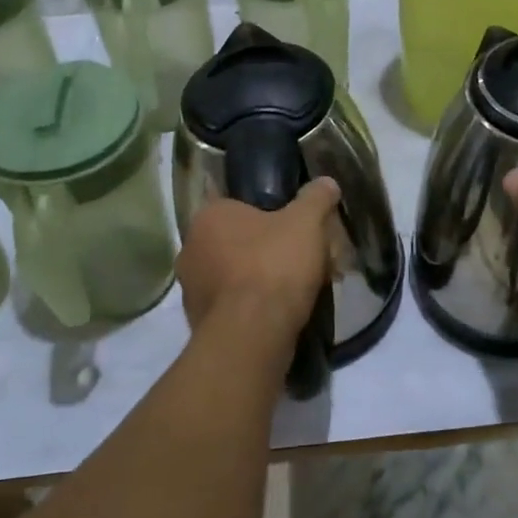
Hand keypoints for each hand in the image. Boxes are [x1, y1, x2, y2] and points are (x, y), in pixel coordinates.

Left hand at [178, 178, 340, 343]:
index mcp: (209, 216)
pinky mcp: (198, 322)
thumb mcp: (306, 222)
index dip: (268, 213)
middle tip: (300, 257)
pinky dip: (252, 307)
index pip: (237, 204)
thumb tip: (327, 182)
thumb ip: (316, 198)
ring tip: (296, 289)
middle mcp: (190, 248)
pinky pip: (232, 305)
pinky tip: (280, 314)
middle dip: (266, 248)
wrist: (253, 335)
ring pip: (233, 275)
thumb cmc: (274, 266)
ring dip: (259, 279)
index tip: (292, 226)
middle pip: (236, 241)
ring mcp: (191, 289)